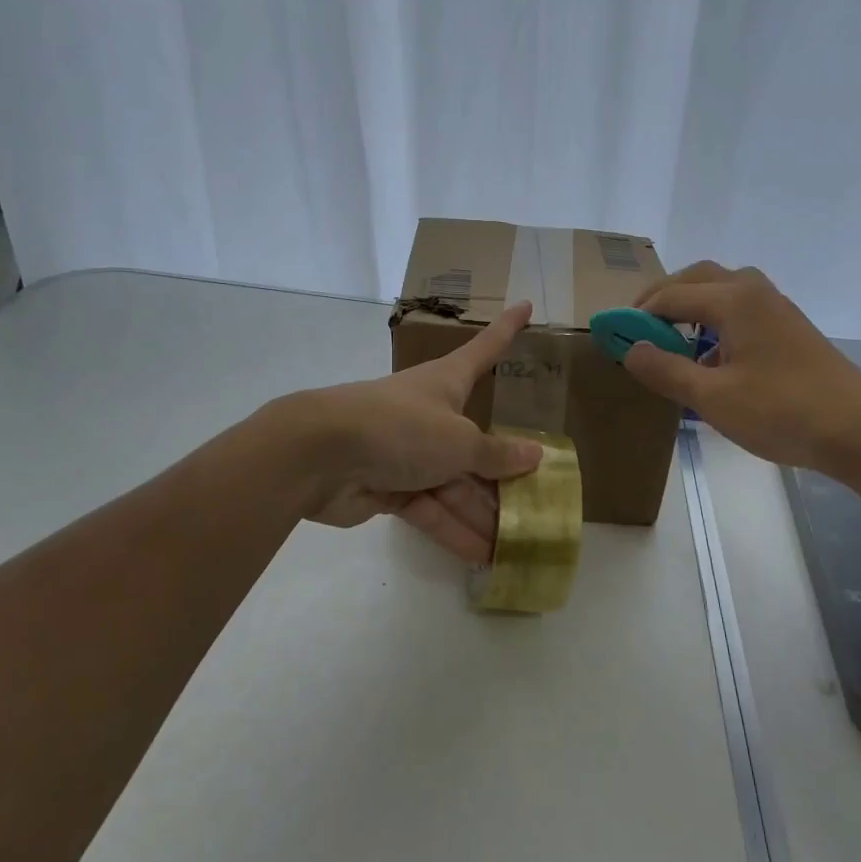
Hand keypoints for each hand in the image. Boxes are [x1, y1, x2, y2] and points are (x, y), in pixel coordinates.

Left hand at [282, 302, 543, 562]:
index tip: (526, 305)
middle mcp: (430, 415)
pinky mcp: (388, 488)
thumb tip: (535, 456)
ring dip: (482, 512)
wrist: (319, 456)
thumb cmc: (399, 428)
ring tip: (519, 543)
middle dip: (504, 472)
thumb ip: (496, 454)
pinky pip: (430, 509)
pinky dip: (452, 530)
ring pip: (455, 483)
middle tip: (541, 497)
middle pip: (476, 441)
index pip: (485, 349)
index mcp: (447, 383)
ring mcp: (408, 452)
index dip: (507, 329)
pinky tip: (482, 556)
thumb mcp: (458, 440)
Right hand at [623, 262, 860, 472]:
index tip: (611, 335)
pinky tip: (709, 361)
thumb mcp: (712, 397)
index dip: (637, 314)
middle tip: (638, 328)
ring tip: (669, 341)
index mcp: (734, 299)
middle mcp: (754, 292)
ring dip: (691, 308)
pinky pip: (741, 311)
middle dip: (663, 298)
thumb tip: (629, 348)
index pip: (670, 295)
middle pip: (697, 279)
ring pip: (722, 292)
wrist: (860, 430)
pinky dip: (714, 323)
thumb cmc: (781, 411)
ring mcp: (776, 309)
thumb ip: (665, 369)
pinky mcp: (789, 329)